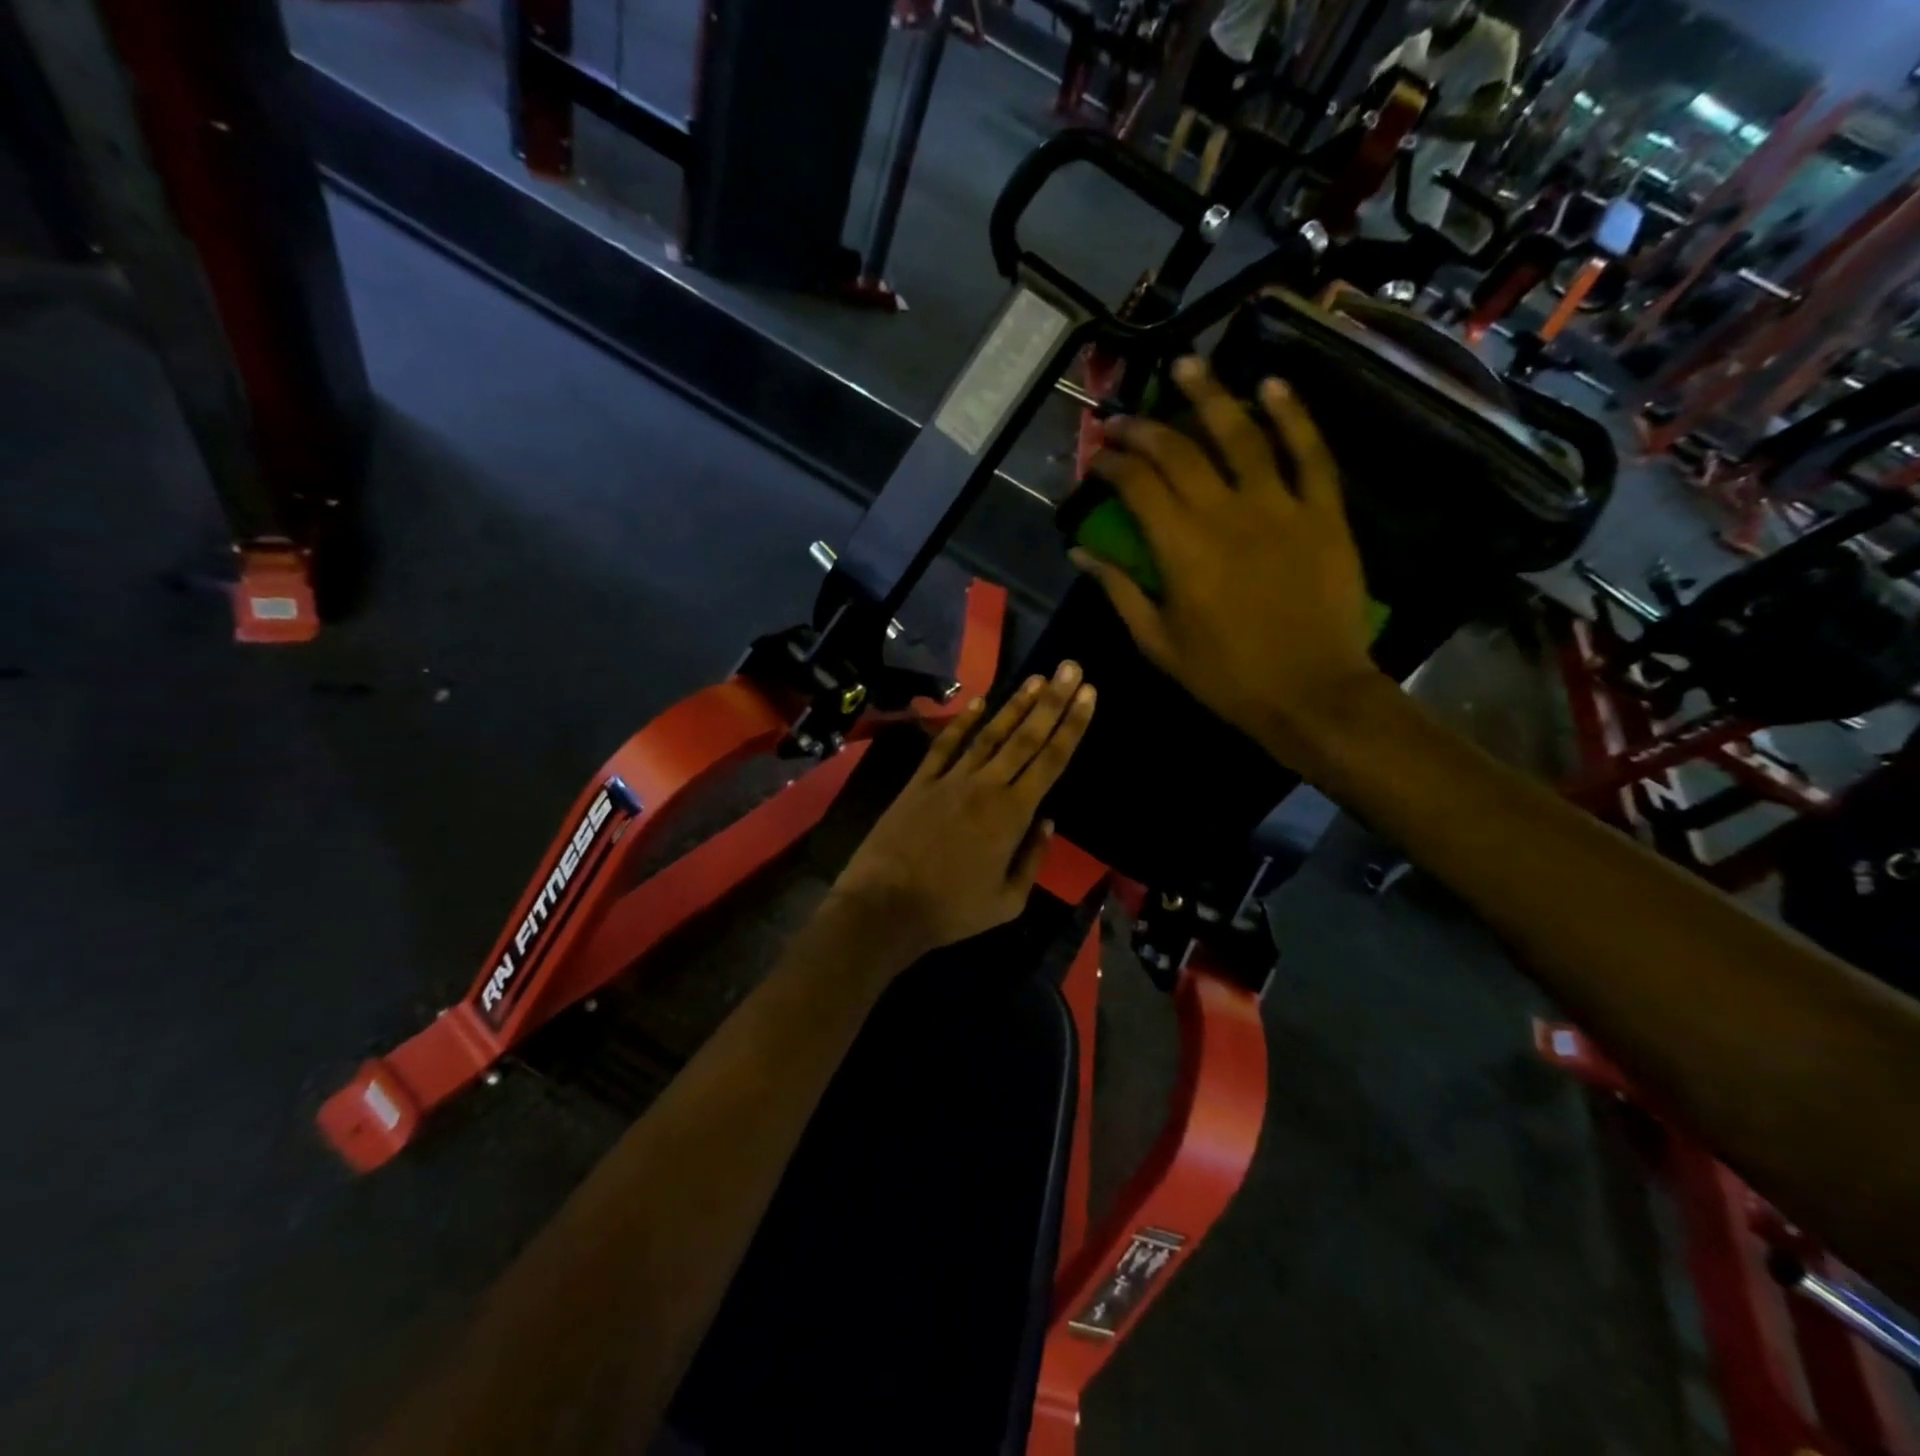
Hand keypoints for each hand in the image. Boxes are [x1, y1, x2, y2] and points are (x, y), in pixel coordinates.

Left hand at [831, 662, 1096, 959]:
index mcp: (1013, 814)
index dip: (1072, 725)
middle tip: (1071, 667)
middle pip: (1026, 737)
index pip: (1051, 760)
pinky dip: (962, 722)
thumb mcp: (1008, 901)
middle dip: (1052, 701)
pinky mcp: (920, 782)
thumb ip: (1032, 858)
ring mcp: (950, 779)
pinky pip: (945, 745)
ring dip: (1015, 705)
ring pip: (989, 734)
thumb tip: (1047, 822)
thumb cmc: (952, 910)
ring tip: (1037, 678)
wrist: (886, 906)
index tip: (1088, 694)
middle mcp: (986, 786)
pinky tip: (979, 702)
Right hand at [1071, 356, 1381, 759]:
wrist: (1312, 693)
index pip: (1137, 486)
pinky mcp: (1324, 512)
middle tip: (1124, 416)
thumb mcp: (1158, 643)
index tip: (1097, 456)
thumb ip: (1119, 591)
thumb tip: (1080, 553)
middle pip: (1179, 452)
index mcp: (1181, 549)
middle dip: (1145, 428)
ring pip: (1242, 435)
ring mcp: (1280, 507)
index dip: (1112, 463)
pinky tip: (1272, 386)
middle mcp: (1225, 514)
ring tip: (1188, 365)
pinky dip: (1292, 416)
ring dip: (1211, 396)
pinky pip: (1309, 453)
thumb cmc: (1226, 676)